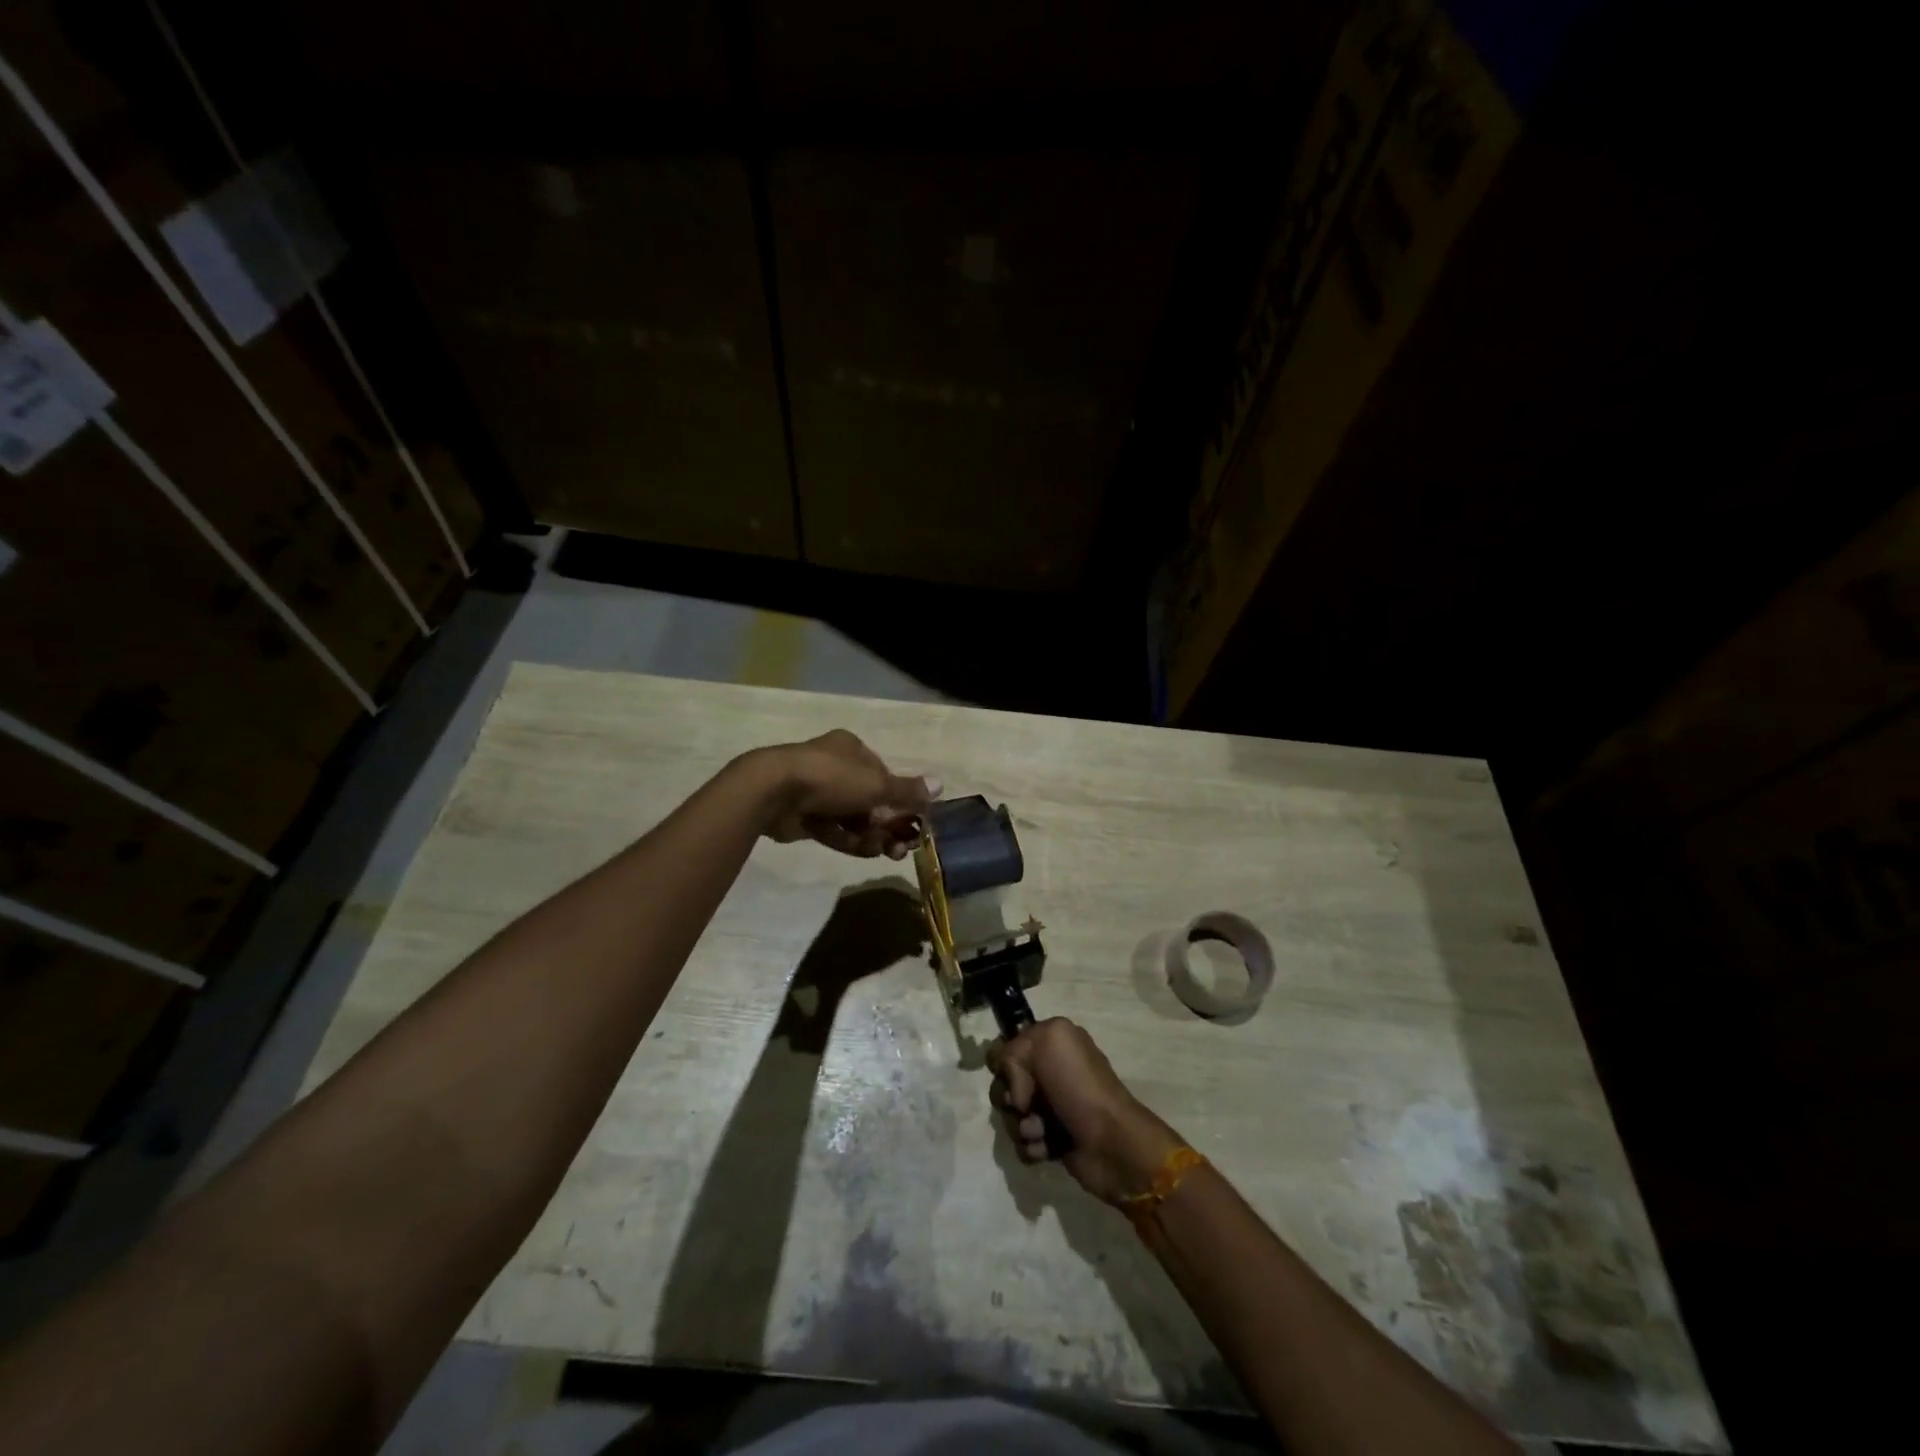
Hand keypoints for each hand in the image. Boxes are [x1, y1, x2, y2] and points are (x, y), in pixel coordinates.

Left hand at [753, 729, 938, 858]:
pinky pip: (833, 830)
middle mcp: (833, 767)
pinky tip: (866, 853)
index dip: (898, 798)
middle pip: (868, 799)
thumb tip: (941, 785)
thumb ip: (907, 790)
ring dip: (871, 835)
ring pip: (851, 818)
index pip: (882, 774)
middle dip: (887, 824)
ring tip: (886, 853)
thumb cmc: (831, 778)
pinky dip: (850, 841)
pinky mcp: (803, 817)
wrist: (774, 792)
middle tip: (902, 846)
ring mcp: (815, 793)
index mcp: (851, 749)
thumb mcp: (876, 784)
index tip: (912, 820)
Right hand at [988, 1018, 1183, 1203]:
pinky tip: (1048, 1147)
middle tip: (1025, 1105)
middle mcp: (1051, 1073)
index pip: (1008, 1048)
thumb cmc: (1079, 1086)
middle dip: (1009, 1097)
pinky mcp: (1052, 1140)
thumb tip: (1011, 1082)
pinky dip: (1033, 1145)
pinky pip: (1023, 1142)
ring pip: (1011, 1115)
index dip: (1005, 1063)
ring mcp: (1052, 1107)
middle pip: (1004, 1083)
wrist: (1111, 1142)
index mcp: (1052, 1044)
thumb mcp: (1048, 1041)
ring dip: (1022, 1125)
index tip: (1011, 1073)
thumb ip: (1013, 1048)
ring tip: (1042, 1131)